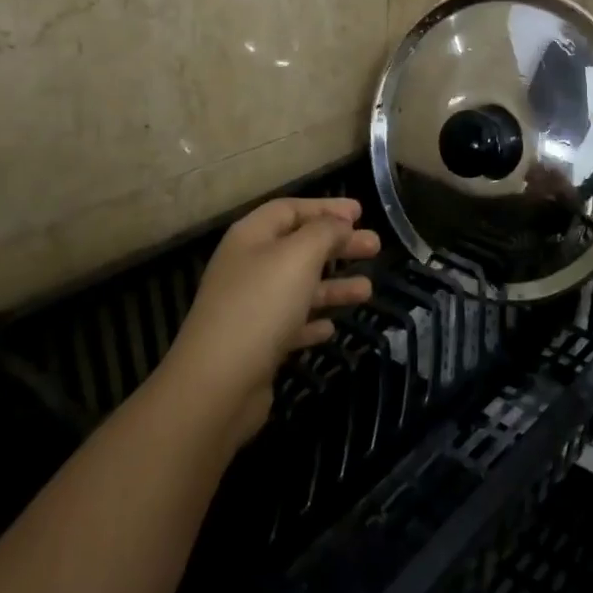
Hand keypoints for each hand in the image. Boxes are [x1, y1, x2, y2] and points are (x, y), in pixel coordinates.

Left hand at [160, 197, 379, 444]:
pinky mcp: (255, 344)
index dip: (325, 208)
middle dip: (338, 245)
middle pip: (299, 247)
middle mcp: (247, 267)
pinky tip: (330, 327)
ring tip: (367, 291)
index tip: (360, 213)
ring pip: (299, 287)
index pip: (290, 209)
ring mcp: (249, 307)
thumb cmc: (261, 306)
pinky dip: (312, 320)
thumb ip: (325, 232)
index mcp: (251, 237)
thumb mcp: (299, 256)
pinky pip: (290, 324)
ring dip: (333, 285)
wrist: (217, 384)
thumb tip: (340, 224)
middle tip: (375, 247)